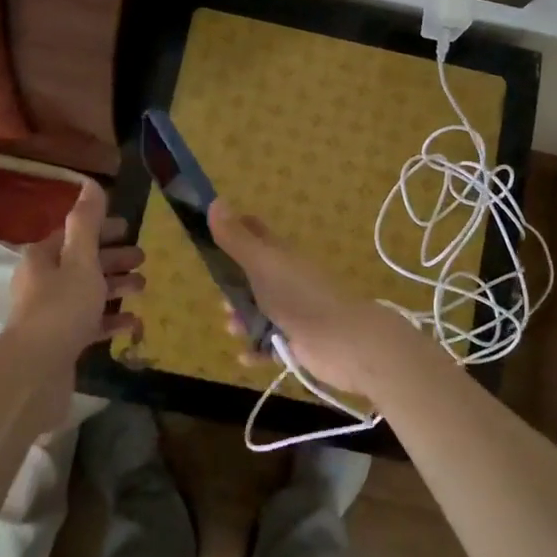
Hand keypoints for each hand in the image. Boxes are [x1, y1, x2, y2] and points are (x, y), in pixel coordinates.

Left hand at [7, 180, 144, 360]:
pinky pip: (90, 324)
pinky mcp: (61, 342)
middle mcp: (42, 282)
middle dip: (114, 258)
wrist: (35, 371)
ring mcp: (51, 314)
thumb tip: (90, 183)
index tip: (128, 228)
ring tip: (144, 287)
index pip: (74, 234)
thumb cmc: (61, 306)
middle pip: (83, 263)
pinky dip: (111, 319)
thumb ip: (88, 222)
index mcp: (42, 258)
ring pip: (88, 293)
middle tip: (143, 257)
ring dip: (116, 287)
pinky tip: (133, 322)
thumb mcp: (80, 259)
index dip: (101, 229)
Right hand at [208, 199, 421, 398]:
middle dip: (233, 285)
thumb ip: (236, 239)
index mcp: (281, 256)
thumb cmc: (299, 297)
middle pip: (254, 276)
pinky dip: (257, 349)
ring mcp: (294, 311)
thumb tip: (214, 201)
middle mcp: (287, 279)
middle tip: (220, 297)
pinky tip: (244, 356)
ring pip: (260, 311)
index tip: (212, 235)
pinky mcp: (298, 341)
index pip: (256, 233)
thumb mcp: (262, 264)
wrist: (344, 341)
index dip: (236, 229)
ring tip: (231, 328)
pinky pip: (271, 344)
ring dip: (242, 319)